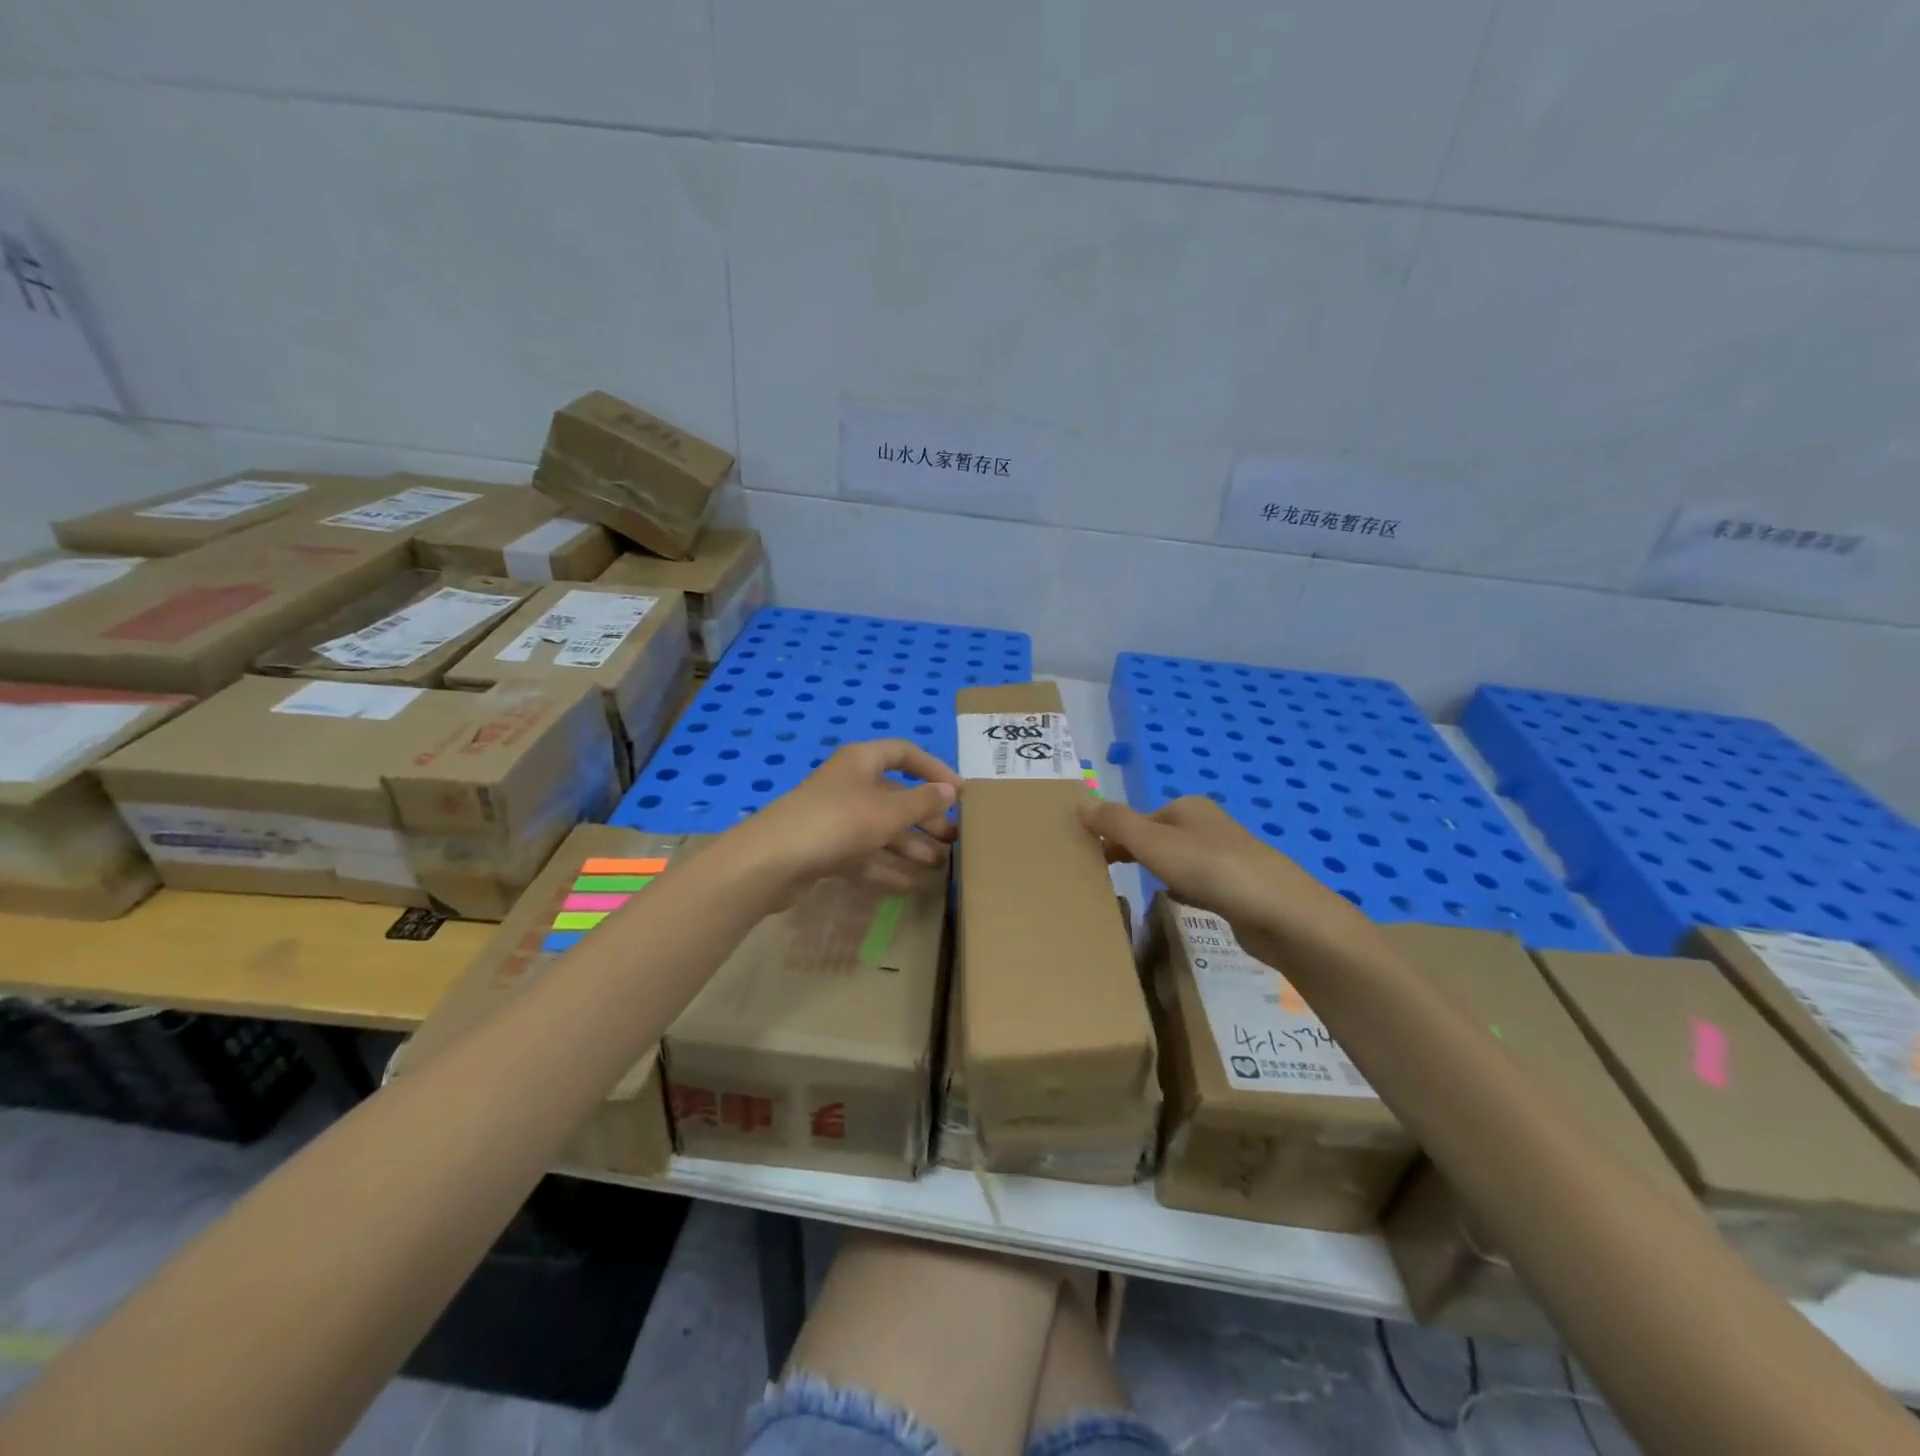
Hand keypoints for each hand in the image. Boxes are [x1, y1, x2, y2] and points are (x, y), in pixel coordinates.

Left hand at [734, 739, 960, 900]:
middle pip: (895, 795)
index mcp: (861, 761)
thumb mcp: (887, 811)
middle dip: (925, 816)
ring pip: (881, 828)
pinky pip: (864, 854)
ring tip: (940, 864)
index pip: (904, 753)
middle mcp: (849, 784)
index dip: (934, 769)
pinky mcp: (825, 849)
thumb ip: (922, 802)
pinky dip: (886, 867)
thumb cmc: (837, 822)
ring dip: (910, 845)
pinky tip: (911, 885)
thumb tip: (951, 790)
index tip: (960, 792)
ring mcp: (835, 818)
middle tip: (954, 837)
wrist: (771, 861)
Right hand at [1079, 795, 1366, 961]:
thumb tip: (1080, 802)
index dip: (1113, 835)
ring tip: (1134, 890)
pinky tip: (1174, 904)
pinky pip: (1198, 884)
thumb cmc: (1211, 870)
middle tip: (1106, 877)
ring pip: (1178, 861)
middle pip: (1158, 837)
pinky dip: (1181, 890)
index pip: (1139, 817)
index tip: (1091, 861)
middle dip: (1134, 852)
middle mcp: (1208, 826)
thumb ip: (1115, 823)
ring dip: (1157, 872)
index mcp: (1188, 808)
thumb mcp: (1153, 843)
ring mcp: (1227, 858)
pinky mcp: (1239, 889)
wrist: (1281, 915)